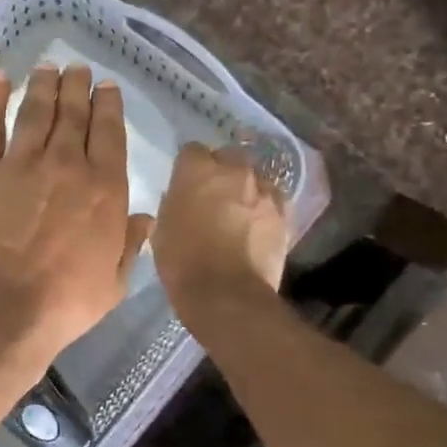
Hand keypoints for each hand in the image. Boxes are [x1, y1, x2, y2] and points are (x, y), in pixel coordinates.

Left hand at [0, 66, 154, 372]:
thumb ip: (130, 244)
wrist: (0, 310)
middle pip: (73, 114)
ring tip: (48, 67)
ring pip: (35, 112)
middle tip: (77, 68)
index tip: (106, 86)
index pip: (109, 134)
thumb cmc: (64, 303)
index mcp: (104, 188)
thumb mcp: (114, 281)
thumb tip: (145, 217)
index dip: (108, 105)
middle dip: (77, 86)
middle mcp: (65, 165)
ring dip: (43, 85)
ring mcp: (21, 164)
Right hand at [152, 142, 288, 321]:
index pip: (192, 150)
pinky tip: (257, 225)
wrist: (227, 296)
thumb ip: (173, 204)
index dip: (188, 167)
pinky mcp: (284, 212)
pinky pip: (272, 199)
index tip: (185, 184)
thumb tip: (180, 198)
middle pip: (228, 157)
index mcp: (196, 170)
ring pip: (254, 177)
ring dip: (245, 189)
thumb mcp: (161, 230)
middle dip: (221, 171)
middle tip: (213, 196)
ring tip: (239, 213)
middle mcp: (233, 171)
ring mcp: (263, 190)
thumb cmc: (183, 263)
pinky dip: (264, 207)